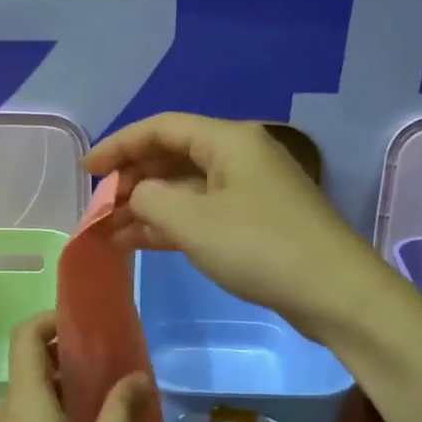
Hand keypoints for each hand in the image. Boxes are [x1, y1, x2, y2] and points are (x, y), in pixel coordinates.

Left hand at [0, 312, 150, 421]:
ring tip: (107, 399)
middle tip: (110, 363)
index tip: (87, 326)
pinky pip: (30, 418)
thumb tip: (137, 376)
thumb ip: (121, 411)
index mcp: (27, 399)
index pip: (25, 335)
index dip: (52, 320)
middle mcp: (8, 409)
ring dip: (66, 386)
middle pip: (31, 362)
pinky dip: (57, 411)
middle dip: (69, 354)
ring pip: (33, 393)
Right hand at [85, 113, 384, 342]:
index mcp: (228, 140)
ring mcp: (249, 191)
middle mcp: (239, 157)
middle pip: (173, 156)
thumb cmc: (259, 247)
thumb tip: (137, 194)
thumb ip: (150, 199)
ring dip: (147, 206)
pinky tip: (139, 242)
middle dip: (132, 179)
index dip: (119, 145)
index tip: (87, 169)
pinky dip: (171, 224)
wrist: (334, 292)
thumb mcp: (193, 221)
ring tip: (108, 231)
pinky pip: (202, 213)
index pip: (161, 128)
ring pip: (186, 188)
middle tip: (98, 207)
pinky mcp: (255, 222)